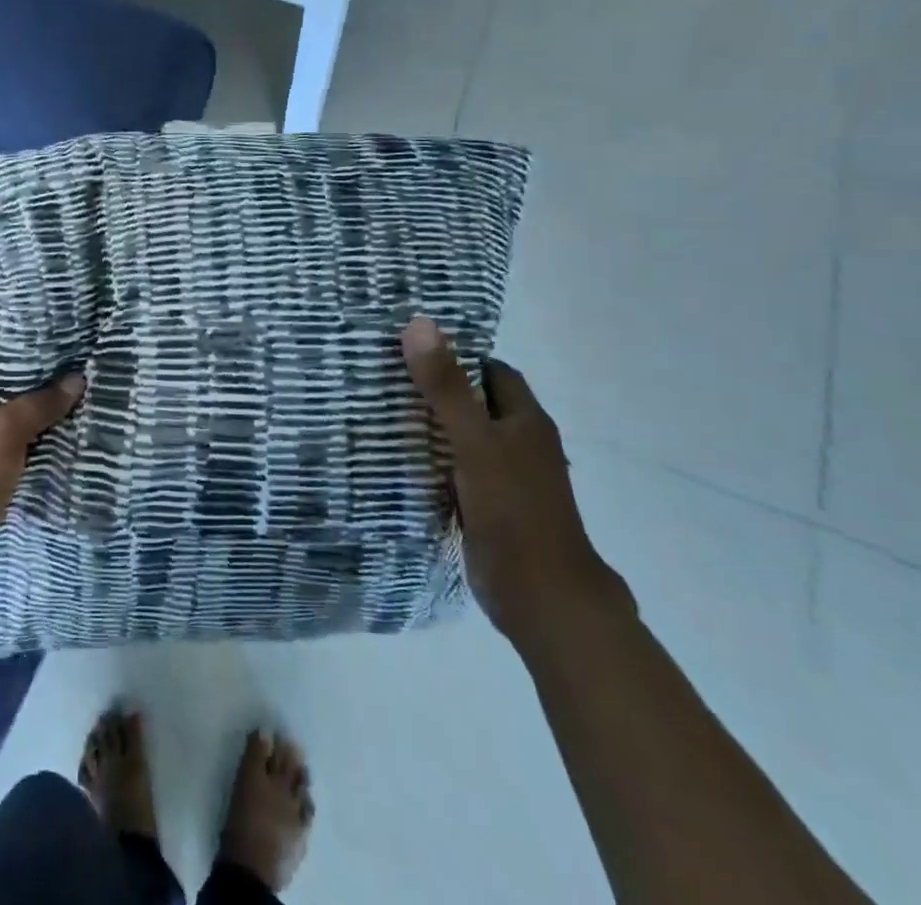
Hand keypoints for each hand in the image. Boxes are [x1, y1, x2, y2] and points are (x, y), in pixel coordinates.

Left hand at [0, 352, 82, 607]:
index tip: (70, 353)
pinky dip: (29, 452)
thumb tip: (77, 379)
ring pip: (4, 427)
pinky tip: (62, 448)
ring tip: (82, 411)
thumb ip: (41, 403)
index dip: (30, 355)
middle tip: (82, 382)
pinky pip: (5, 456)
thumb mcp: (5, 432)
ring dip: (38, 424)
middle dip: (39, 390)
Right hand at [401, 318, 631, 651]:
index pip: (491, 370)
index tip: (411, 345)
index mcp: (526, 420)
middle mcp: (519, 443)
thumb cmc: (515, 509)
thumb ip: (446, 386)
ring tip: (380, 406)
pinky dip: (431, 458)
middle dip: (437, 387)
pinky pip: (455, 469)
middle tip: (385, 372)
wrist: (541, 597)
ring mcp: (504, 477)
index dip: (457, 354)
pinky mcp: (488, 506)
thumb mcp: (474, 441)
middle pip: (475, 402)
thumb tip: (419, 323)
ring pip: (463, 436)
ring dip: (431, 424)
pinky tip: (397, 455)